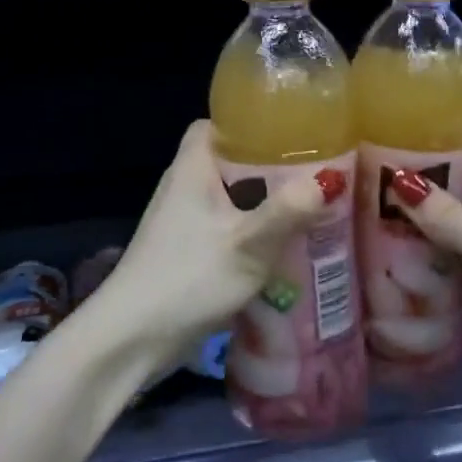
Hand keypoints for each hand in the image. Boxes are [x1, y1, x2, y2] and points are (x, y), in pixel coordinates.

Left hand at [92, 121, 342, 362]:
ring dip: (266, 201)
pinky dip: (253, 229)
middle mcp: (185, 186)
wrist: (132, 340)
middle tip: (315, 170)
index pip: (218, 124)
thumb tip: (330, 179)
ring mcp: (183, 221)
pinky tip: (284, 244)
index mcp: (192, 167)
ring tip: (311, 204)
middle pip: (231, 160)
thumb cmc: (187, 278)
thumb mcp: (247, 244)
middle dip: (271, 165)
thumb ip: (287, 211)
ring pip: (232, 196)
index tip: (292, 130)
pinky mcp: (187, 251)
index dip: (252, 122)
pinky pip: (227, 226)